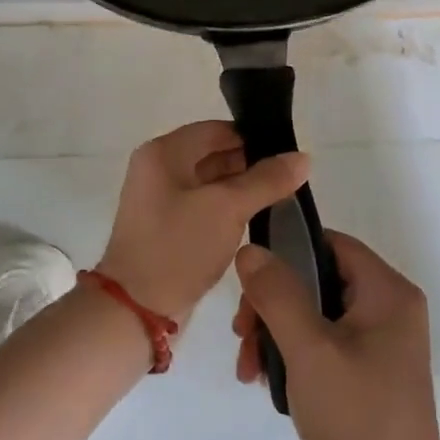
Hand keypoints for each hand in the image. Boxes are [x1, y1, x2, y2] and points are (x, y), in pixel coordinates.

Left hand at [96, 121, 309, 324]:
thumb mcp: (227, 209)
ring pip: (212, 183)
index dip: (253, 138)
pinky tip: (258, 219)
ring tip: (283, 198)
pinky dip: (229, 210)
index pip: (216, 130)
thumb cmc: (178, 248)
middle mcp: (158, 169)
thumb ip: (266, 180)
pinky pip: (205, 207)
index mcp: (163, 153)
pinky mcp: (168, 227)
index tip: (289, 154)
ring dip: (243, 189)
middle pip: (213, 154)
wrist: (136, 309)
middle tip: (292, 179)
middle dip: (251, 165)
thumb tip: (302, 157)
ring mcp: (161, 200)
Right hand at [232, 233, 439, 439]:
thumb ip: (277, 294)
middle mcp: (389, 306)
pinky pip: (323, 340)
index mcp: (387, 291)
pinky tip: (269, 382)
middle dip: (272, 305)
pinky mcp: (370, 367)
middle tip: (242, 337)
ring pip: (315, 312)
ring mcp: (381, 339)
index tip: (250, 285)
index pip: (329, 243)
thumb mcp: (309, 349)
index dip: (286, 253)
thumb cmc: (356, 414)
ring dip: (276, 332)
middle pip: (317, 279)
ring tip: (249, 369)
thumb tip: (249, 250)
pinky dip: (293, 353)